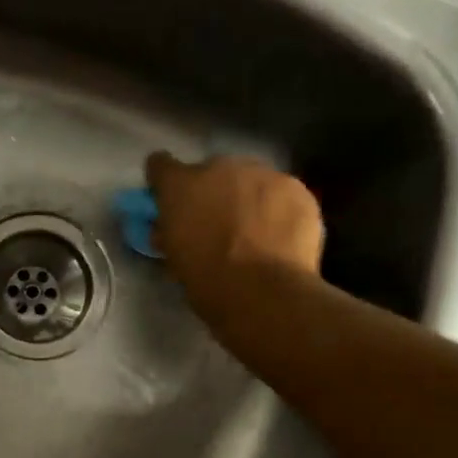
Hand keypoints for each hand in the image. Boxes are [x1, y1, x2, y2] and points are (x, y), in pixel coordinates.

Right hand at [145, 153, 325, 311]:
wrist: (264, 291)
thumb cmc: (207, 281)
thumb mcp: (173, 259)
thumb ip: (170, 232)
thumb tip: (170, 228)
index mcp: (180, 187)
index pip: (160, 166)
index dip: (164, 182)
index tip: (169, 199)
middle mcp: (219, 168)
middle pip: (212, 171)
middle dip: (212, 193)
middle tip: (217, 224)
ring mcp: (262, 174)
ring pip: (250, 180)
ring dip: (247, 198)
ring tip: (255, 232)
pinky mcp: (296, 188)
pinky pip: (281, 194)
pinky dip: (278, 209)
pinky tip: (280, 236)